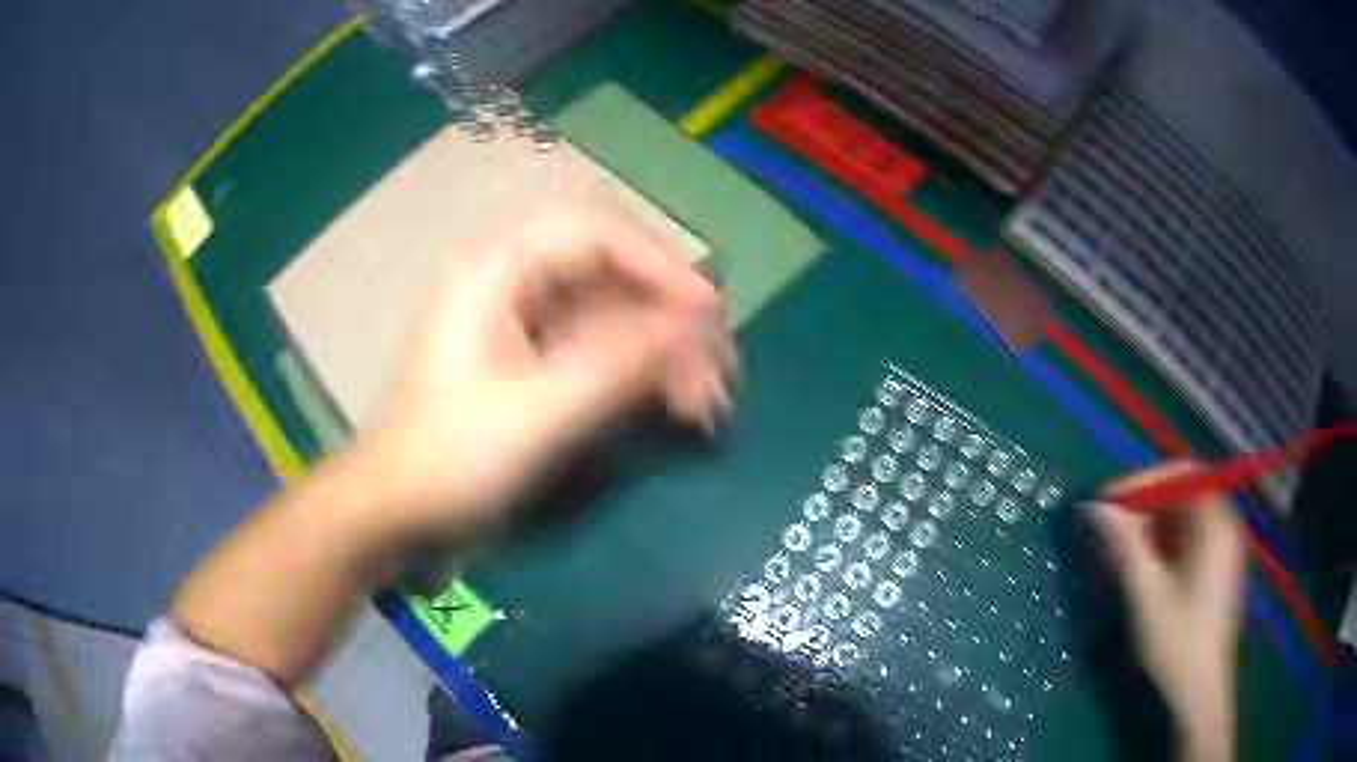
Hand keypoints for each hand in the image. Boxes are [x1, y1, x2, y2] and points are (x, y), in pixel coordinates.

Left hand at [355, 200, 733, 543]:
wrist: (405, 513)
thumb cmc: (453, 459)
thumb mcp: (539, 414)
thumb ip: (619, 365)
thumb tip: (695, 326)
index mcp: (497, 272)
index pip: (593, 231)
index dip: (657, 262)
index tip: (707, 310)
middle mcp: (516, 283)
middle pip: (613, 272)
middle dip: (669, 316)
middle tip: (717, 368)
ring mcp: (530, 323)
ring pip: (616, 314)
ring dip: (665, 352)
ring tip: (708, 402)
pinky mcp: (540, 361)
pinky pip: (606, 350)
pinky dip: (644, 374)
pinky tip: (680, 405)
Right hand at [1091, 462, 1244, 760]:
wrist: (1199, 694)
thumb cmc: (1176, 643)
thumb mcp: (1146, 595)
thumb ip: (1123, 545)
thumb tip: (1095, 508)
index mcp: (1216, 523)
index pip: (1180, 475)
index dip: (1141, 482)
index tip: (1107, 503)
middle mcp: (1226, 525)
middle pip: (1184, 495)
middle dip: (1145, 506)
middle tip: (1110, 529)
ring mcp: (1225, 549)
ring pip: (1186, 519)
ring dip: (1153, 527)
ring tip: (1122, 551)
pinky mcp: (1219, 570)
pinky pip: (1192, 540)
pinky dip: (1166, 545)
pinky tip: (1146, 569)